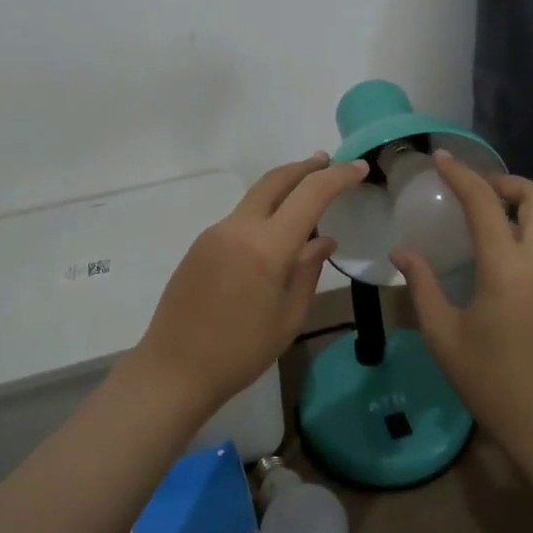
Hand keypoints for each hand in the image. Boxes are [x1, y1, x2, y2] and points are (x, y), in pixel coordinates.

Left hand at [133, 154, 368, 413]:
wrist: (173, 370)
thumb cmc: (240, 352)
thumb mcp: (288, 317)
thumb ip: (308, 270)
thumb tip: (323, 240)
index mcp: (267, 247)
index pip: (310, 195)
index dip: (338, 177)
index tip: (359, 168)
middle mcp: (239, 228)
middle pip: (276, 180)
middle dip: (305, 167)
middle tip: (329, 162)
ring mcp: (215, 233)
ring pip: (256, 197)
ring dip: (284, 188)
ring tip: (306, 194)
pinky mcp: (201, 244)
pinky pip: (240, 217)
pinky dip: (264, 211)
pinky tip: (275, 231)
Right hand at [392, 154, 532, 465]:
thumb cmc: (491, 382)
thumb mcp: (444, 336)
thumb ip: (422, 287)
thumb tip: (403, 252)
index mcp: (507, 269)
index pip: (485, 204)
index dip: (462, 175)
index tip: (441, 159)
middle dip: (507, 181)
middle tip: (475, 190)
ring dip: (516, 208)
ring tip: (479, 221)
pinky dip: (521, 237)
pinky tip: (494, 263)